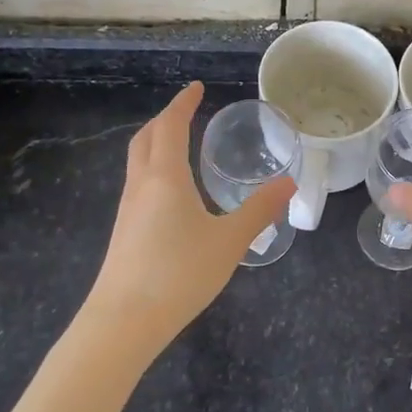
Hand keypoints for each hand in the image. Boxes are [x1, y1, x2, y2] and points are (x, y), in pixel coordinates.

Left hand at [81, 82, 294, 359]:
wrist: (122, 323)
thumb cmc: (179, 273)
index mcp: (165, 177)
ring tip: (181, 146)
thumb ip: (260, 210)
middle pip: (146, 139)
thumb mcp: (229, 241)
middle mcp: (141, 186)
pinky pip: (139, 185)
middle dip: (165, 120)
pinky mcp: (124, 233)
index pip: (170, 126)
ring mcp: (128, 210)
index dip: (183, 104)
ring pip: (138, 162)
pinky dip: (154, 170)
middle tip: (187, 113)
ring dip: (156, 144)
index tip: (196, 88)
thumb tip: (289, 183)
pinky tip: (172, 194)